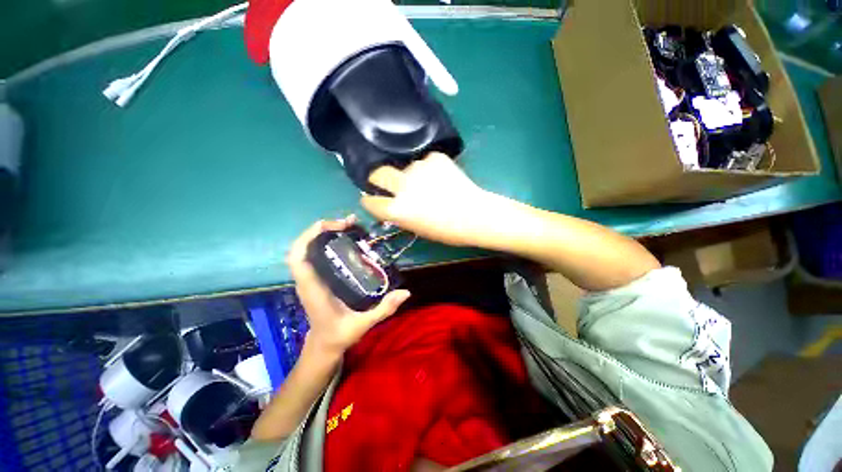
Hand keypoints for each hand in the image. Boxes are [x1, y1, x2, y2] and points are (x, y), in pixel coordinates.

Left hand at [287, 216, 410, 353]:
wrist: (324, 344)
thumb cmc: (339, 335)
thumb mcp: (363, 324)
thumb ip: (384, 309)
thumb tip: (406, 292)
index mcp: (314, 289)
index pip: (298, 259)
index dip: (309, 237)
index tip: (332, 226)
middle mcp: (307, 280)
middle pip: (301, 247)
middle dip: (319, 230)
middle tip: (347, 223)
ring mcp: (310, 278)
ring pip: (307, 249)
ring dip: (322, 234)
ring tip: (348, 226)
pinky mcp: (316, 278)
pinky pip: (314, 255)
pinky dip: (324, 242)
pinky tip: (344, 240)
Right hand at [361, 153, 494, 246]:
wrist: (476, 215)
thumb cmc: (447, 230)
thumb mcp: (416, 228)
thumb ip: (399, 214)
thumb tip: (392, 203)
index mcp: (396, 210)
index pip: (370, 201)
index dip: (369, 200)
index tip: (371, 198)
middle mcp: (402, 186)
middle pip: (378, 173)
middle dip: (378, 178)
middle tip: (386, 182)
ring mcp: (418, 169)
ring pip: (406, 167)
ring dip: (411, 175)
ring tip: (429, 185)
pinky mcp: (434, 158)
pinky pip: (425, 162)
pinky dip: (430, 169)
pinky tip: (442, 178)